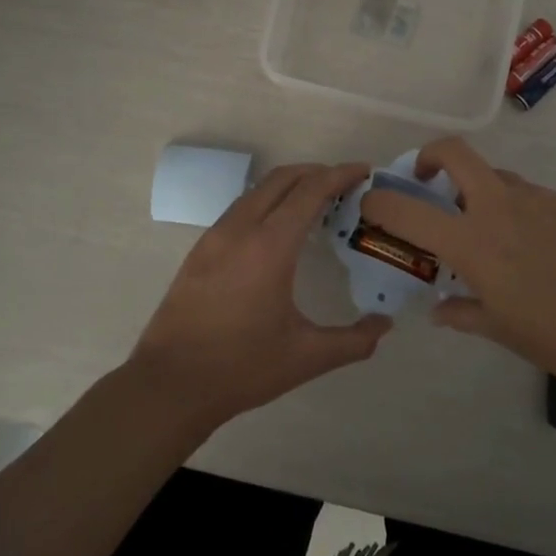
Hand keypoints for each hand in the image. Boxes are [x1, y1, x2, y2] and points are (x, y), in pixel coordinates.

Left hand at [128, 163, 390, 433]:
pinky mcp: (199, 250)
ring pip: (257, 191)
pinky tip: (277, 229)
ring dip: (289, 186)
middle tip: (344, 185)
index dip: (339, 175)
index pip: (310, 191)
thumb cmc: (242, 368)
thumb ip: (354, 340)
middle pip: (282, 179)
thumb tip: (385, 325)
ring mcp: (215, 237)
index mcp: (270, 246)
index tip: (364, 171)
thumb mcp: (306, 357)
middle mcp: (240, 229)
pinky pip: (239, 209)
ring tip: (315, 203)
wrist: (170, 384)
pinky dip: (266, 202)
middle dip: (316, 173)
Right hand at [360, 138, 555, 394]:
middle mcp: (499, 207)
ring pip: (495, 176)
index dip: (379, 202)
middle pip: (455, 153)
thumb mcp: (497, 328)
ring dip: (478, 191)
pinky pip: (527, 194)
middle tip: (427, 181)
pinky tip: (531, 244)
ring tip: (488, 229)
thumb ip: (460, 311)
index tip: (371, 204)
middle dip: (430, 157)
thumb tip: (439, 308)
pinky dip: (514, 207)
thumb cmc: (553, 336)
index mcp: (472, 242)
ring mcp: (537, 199)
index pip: (408, 210)